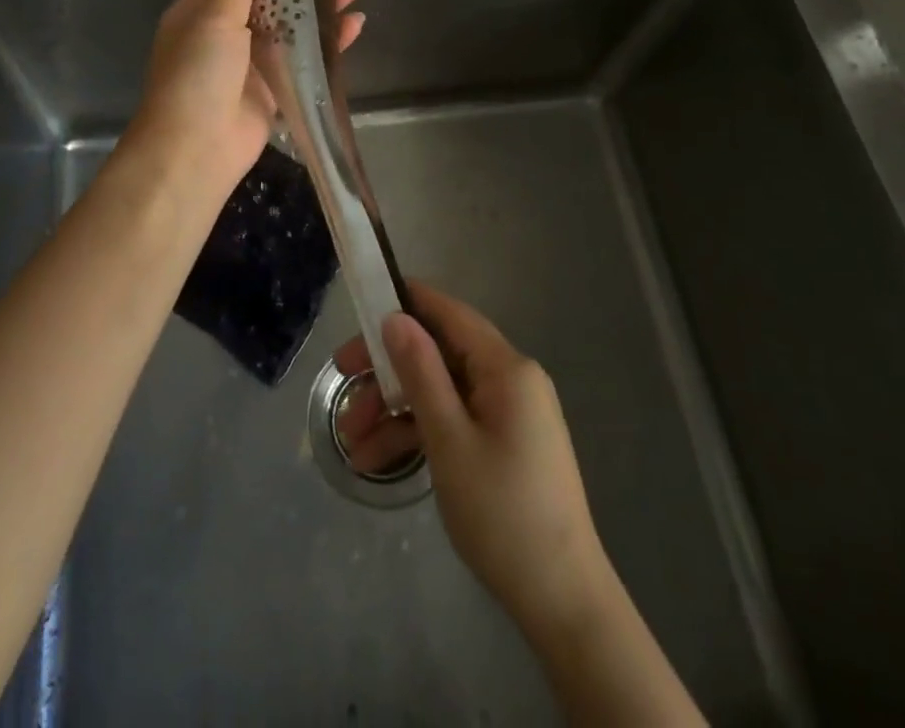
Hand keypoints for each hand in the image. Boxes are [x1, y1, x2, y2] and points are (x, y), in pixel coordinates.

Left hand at [127, 0, 362, 211]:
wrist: (195, 151)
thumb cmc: (198, 75)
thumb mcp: (216, 17)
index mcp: (202, 11)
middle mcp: (226, 33)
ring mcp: (251, 63)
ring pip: (291, 27)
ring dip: (319, 8)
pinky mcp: (274, 89)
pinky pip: (304, 59)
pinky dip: (328, 43)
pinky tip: (353, 25)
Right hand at [333, 283, 610, 642]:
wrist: (562, 602)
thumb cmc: (502, 513)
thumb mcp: (449, 440)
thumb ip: (420, 372)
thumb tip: (396, 317)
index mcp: (507, 368)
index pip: (451, 314)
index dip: (407, 302)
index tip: (363, 305)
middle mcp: (511, 380)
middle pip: (440, 355)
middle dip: (389, 370)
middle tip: (342, 378)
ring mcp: (508, 414)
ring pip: (441, 392)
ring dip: (395, 410)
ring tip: (351, 442)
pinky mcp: (503, 443)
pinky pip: (454, 421)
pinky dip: (419, 434)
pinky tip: (377, 460)